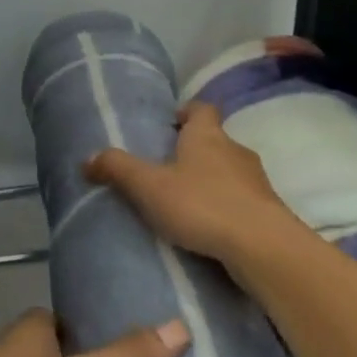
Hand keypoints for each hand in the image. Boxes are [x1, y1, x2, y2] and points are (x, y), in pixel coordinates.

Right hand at [83, 101, 302, 267]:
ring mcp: (257, 182)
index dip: (187, 112)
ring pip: (230, 172)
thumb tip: (87, 158)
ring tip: (186, 202)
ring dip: (211, 181)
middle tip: (168, 167)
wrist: (263, 247)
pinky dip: (226, 208)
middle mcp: (235, 151)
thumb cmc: (202, 205)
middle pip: (215, 141)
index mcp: (207, 136)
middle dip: (194, 151)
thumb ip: (118, 169)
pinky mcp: (269, 212)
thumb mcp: (149, 186)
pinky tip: (209, 228)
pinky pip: (242, 201)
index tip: (171, 123)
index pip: (202, 109)